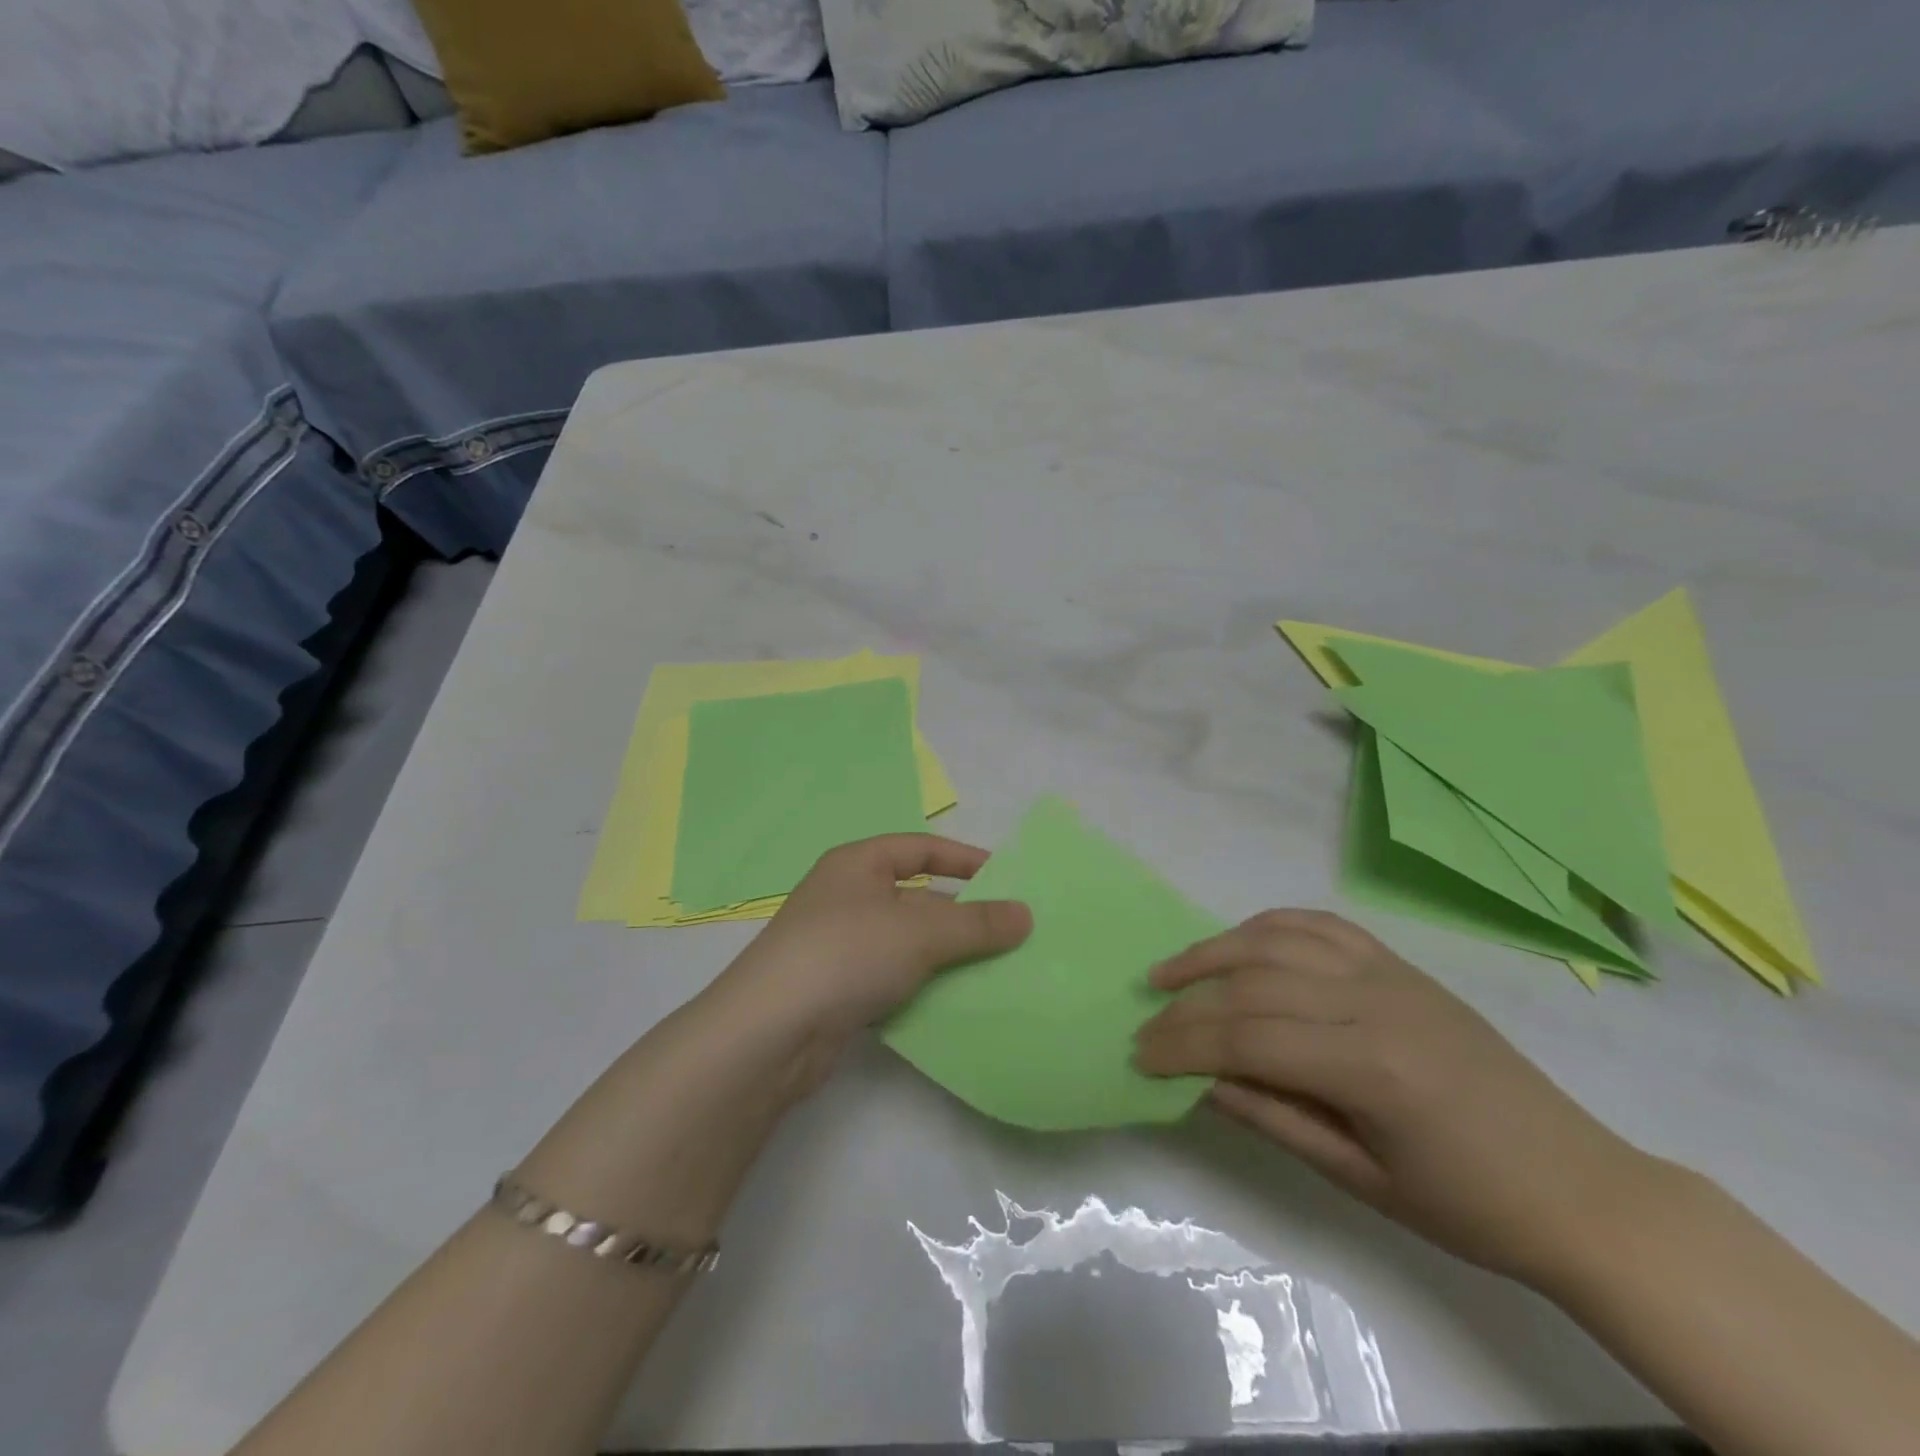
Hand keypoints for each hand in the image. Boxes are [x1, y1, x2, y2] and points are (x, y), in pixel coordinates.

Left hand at [701, 834, 1032, 1099]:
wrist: (769, 1034)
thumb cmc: (846, 954)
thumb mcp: (919, 931)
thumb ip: (976, 923)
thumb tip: (1026, 915)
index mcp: (857, 865)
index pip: (920, 848)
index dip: (963, 859)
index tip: (1006, 879)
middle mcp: (846, 898)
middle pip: (917, 898)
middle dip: (961, 915)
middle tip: (1010, 934)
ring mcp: (839, 946)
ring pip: (907, 943)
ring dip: (946, 956)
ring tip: (996, 971)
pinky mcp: (837, 991)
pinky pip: (893, 979)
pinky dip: (922, 987)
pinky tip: (954, 1004)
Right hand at [1133, 910, 1649, 1284]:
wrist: (1579, 1188)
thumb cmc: (1471, 1206)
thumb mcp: (1362, 1179)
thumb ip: (1274, 1118)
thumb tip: (1200, 1083)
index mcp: (1370, 1064)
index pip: (1248, 1039)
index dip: (1184, 1046)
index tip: (1140, 1057)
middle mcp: (1373, 999)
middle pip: (1252, 984)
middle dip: (1188, 1005)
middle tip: (1146, 1025)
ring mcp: (1388, 973)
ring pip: (1277, 939)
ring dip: (1214, 951)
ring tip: (1170, 972)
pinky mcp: (1399, 964)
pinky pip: (1319, 926)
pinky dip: (1267, 927)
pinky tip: (1238, 943)